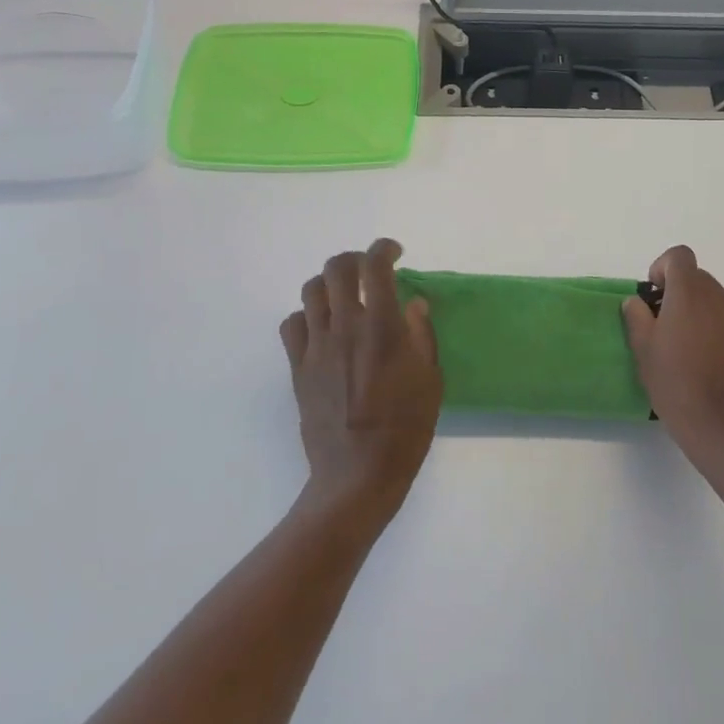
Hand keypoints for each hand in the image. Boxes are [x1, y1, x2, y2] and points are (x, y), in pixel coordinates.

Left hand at [280, 239, 441, 521]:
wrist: (358, 474)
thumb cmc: (405, 428)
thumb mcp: (431, 379)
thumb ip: (421, 334)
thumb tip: (413, 302)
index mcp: (381, 326)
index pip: (375, 266)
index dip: (384, 249)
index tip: (395, 253)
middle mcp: (345, 325)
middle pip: (337, 268)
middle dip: (354, 259)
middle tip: (368, 271)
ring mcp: (316, 346)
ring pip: (310, 290)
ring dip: (329, 284)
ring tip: (343, 296)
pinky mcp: (298, 367)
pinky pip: (292, 324)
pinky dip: (306, 316)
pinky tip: (320, 329)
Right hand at [623, 245, 723, 471]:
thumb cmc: (676, 383)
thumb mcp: (643, 350)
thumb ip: (637, 317)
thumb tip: (636, 302)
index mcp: (690, 294)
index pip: (680, 256)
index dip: (663, 267)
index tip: (653, 295)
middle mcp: (720, 300)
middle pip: (698, 278)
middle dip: (678, 291)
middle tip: (662, 323)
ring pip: (715, 303)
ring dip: (698, 313)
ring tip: (683, 348)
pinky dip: (716, 334)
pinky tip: (706, 367)